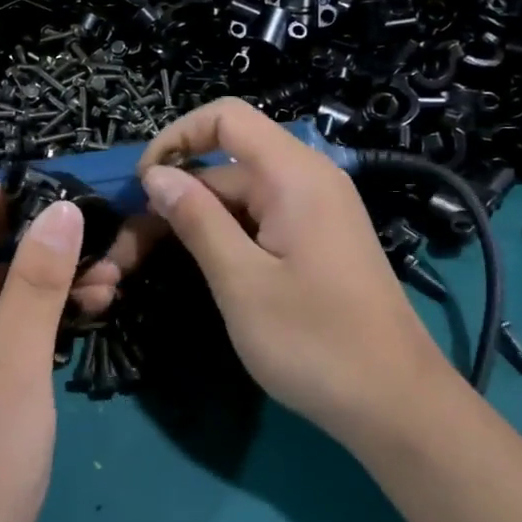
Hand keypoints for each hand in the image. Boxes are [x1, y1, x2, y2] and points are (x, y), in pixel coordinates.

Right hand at [134, 99, 452, 443]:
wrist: (394, 403)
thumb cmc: (315, 342)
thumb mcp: (241, 281)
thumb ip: (197, 220)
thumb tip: (156, 174)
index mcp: (294, 176)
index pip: (226, 118)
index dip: (175, 138)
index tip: (141, 186)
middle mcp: (308, 180)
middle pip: (225, 166)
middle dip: (174, 198)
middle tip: (127, 254)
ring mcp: (316, 212)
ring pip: (239, 198)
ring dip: (193, 223)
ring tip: (146, 266)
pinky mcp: (317, 242)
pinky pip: (261, 221)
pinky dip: (224, 238)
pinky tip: (199, 270)